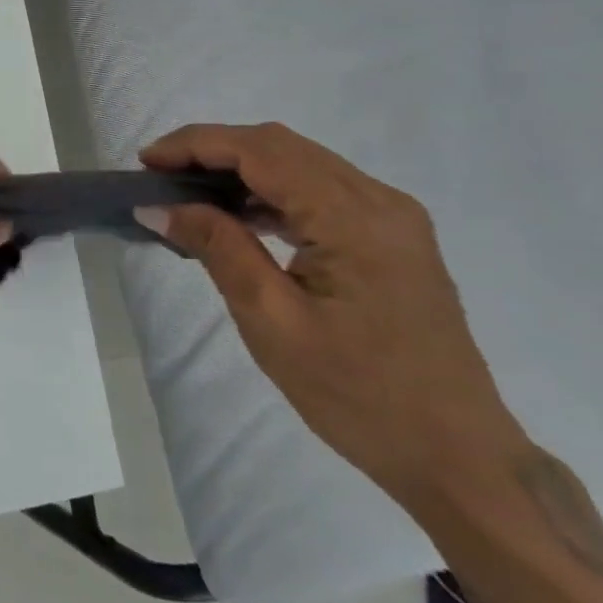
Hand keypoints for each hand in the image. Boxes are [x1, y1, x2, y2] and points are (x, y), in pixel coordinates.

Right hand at [139, 123, 529, 509]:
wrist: (458, 457)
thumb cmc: (359, 395)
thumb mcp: (272, 322)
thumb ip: (218, 248)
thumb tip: (157, 205)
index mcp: (354, 218)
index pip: (261, 151)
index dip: (196, 145)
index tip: (145, 162)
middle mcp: (379, 201)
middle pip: (281, 146)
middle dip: (213, 150)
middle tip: (159, 175)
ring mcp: (392, 217)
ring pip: (301, 163)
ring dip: (240, 168)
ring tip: (187, 193)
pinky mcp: (392, 237)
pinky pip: (320, 191)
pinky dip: (271, 191)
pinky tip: (239, 216)